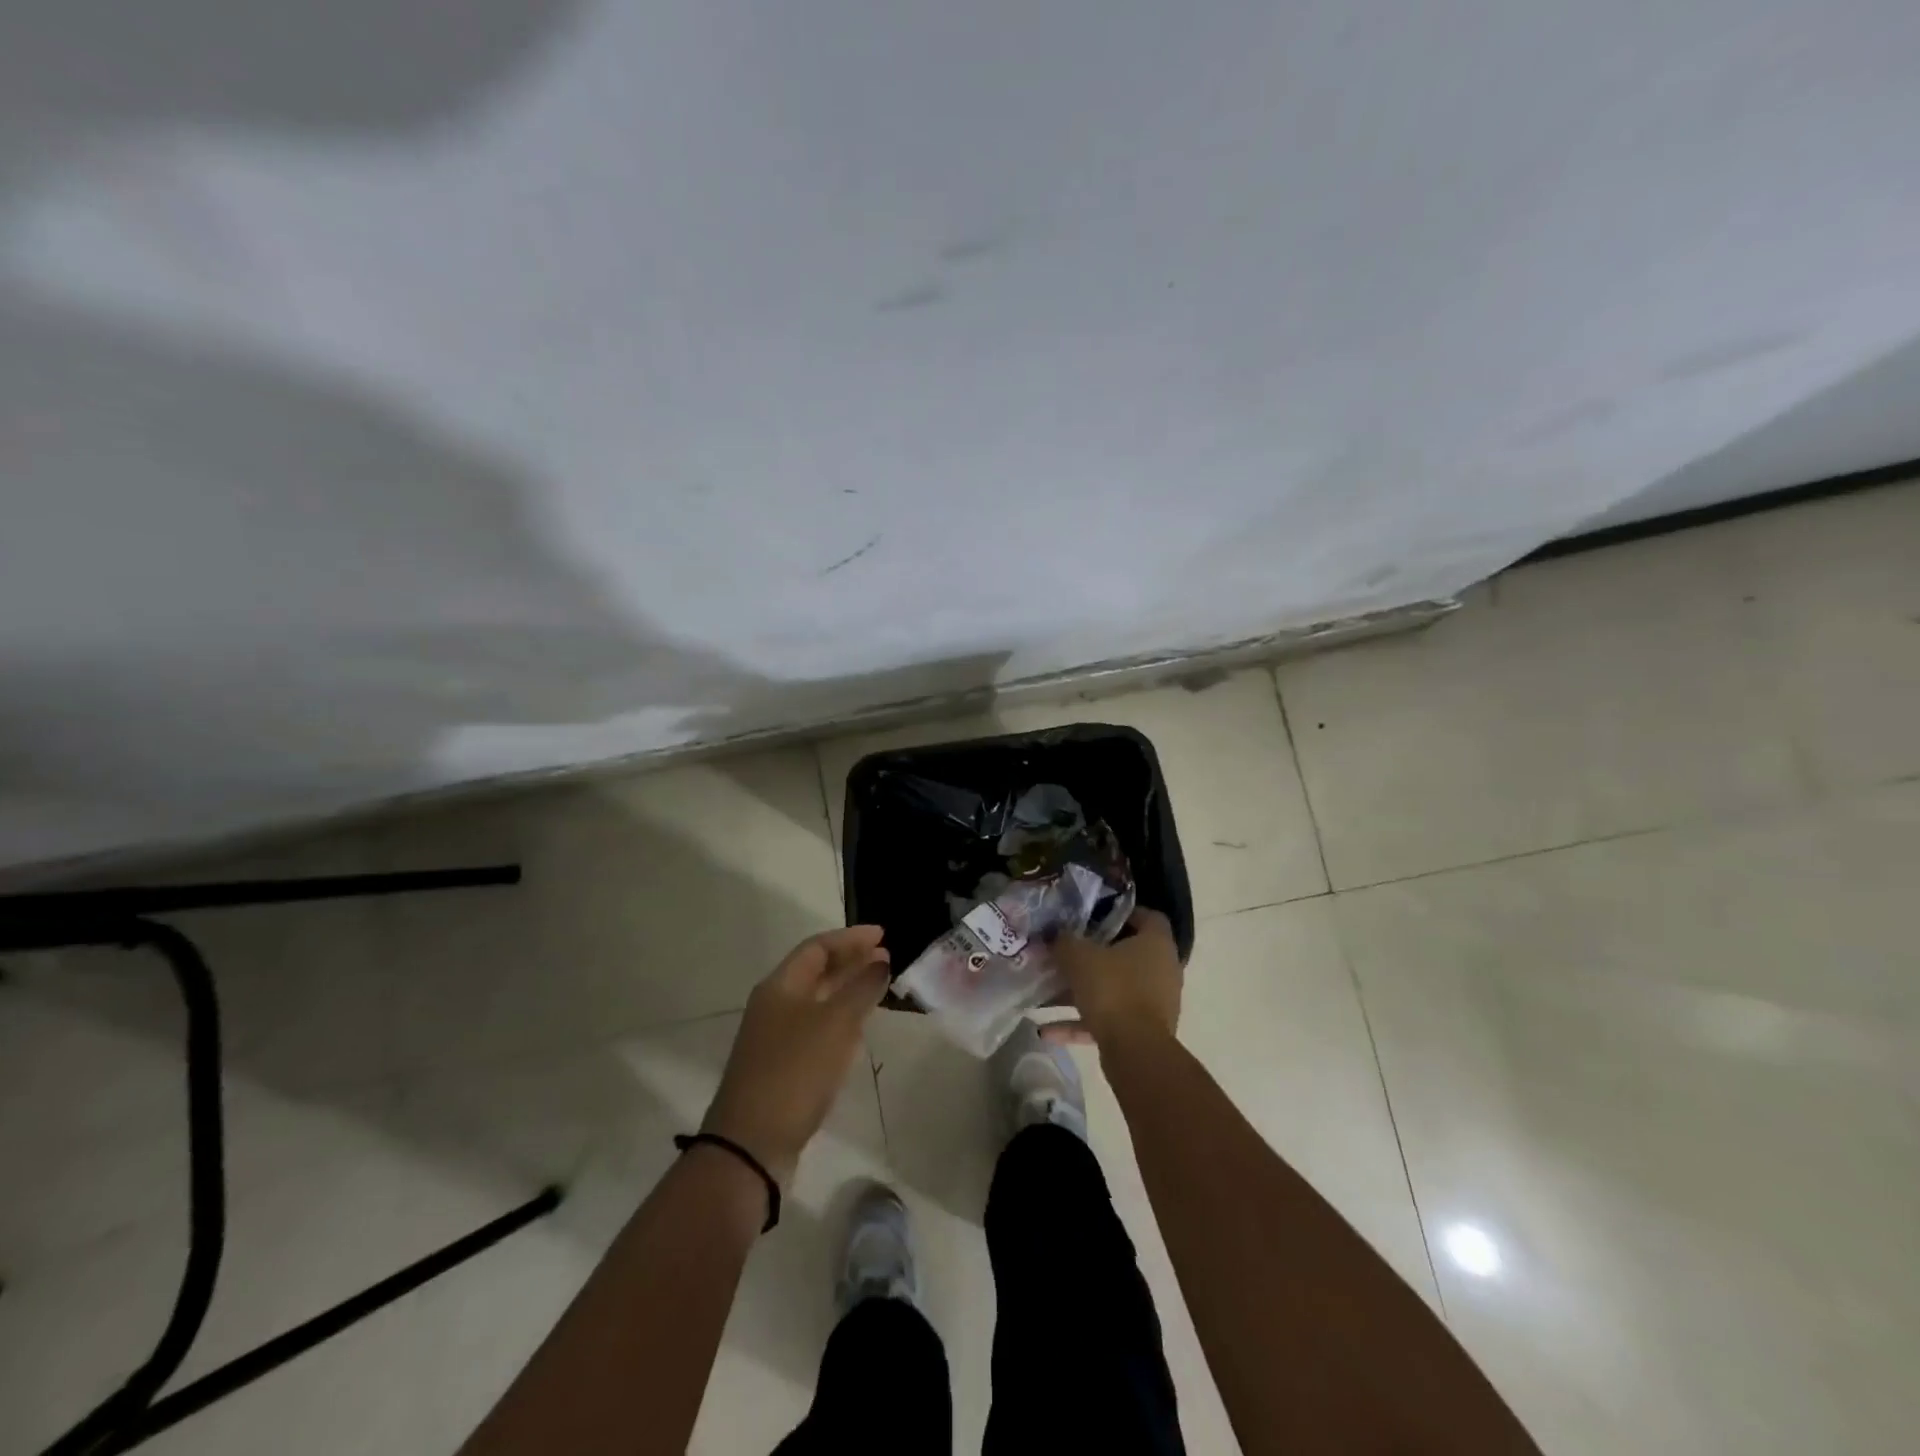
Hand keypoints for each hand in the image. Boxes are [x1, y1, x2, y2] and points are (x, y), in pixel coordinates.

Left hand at [701, 926, 890, 1187]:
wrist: (751, 1144)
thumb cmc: (795, 1071)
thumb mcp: (835, 1024)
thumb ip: (861, 989)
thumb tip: (881, 961)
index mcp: (780, 986)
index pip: (817, 947)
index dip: (851, 938)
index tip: (884, 935)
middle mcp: (775, 1005)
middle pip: (817, 972)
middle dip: (852, 962)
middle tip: (887, 958)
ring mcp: (777, 1037)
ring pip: (818, 1001)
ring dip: (848, 990)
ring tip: (879, 985)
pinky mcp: (784, 1066)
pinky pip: (818, 1028)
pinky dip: (841, 1019)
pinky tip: (860, 1027)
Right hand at [1043, 907, 1182, 1047]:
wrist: (1135, 1051)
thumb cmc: (1113, 990)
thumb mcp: (1079, 957)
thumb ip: (1065, 941)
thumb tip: (1056, 935)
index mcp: (1156, 943)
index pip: (1148, 916)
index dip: (1122, 912)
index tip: (1093, 915)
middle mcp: (1163, 969)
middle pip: (1129, 953)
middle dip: (1097, 953)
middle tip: (1069, 950)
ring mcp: (1156, 1003)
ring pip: (1117, 988)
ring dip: (1086, 990)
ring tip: (1051, 991)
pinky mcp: (1145, 1032)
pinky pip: (1110, 1019)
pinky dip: (1082, 1022)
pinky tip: (1047, 1030)